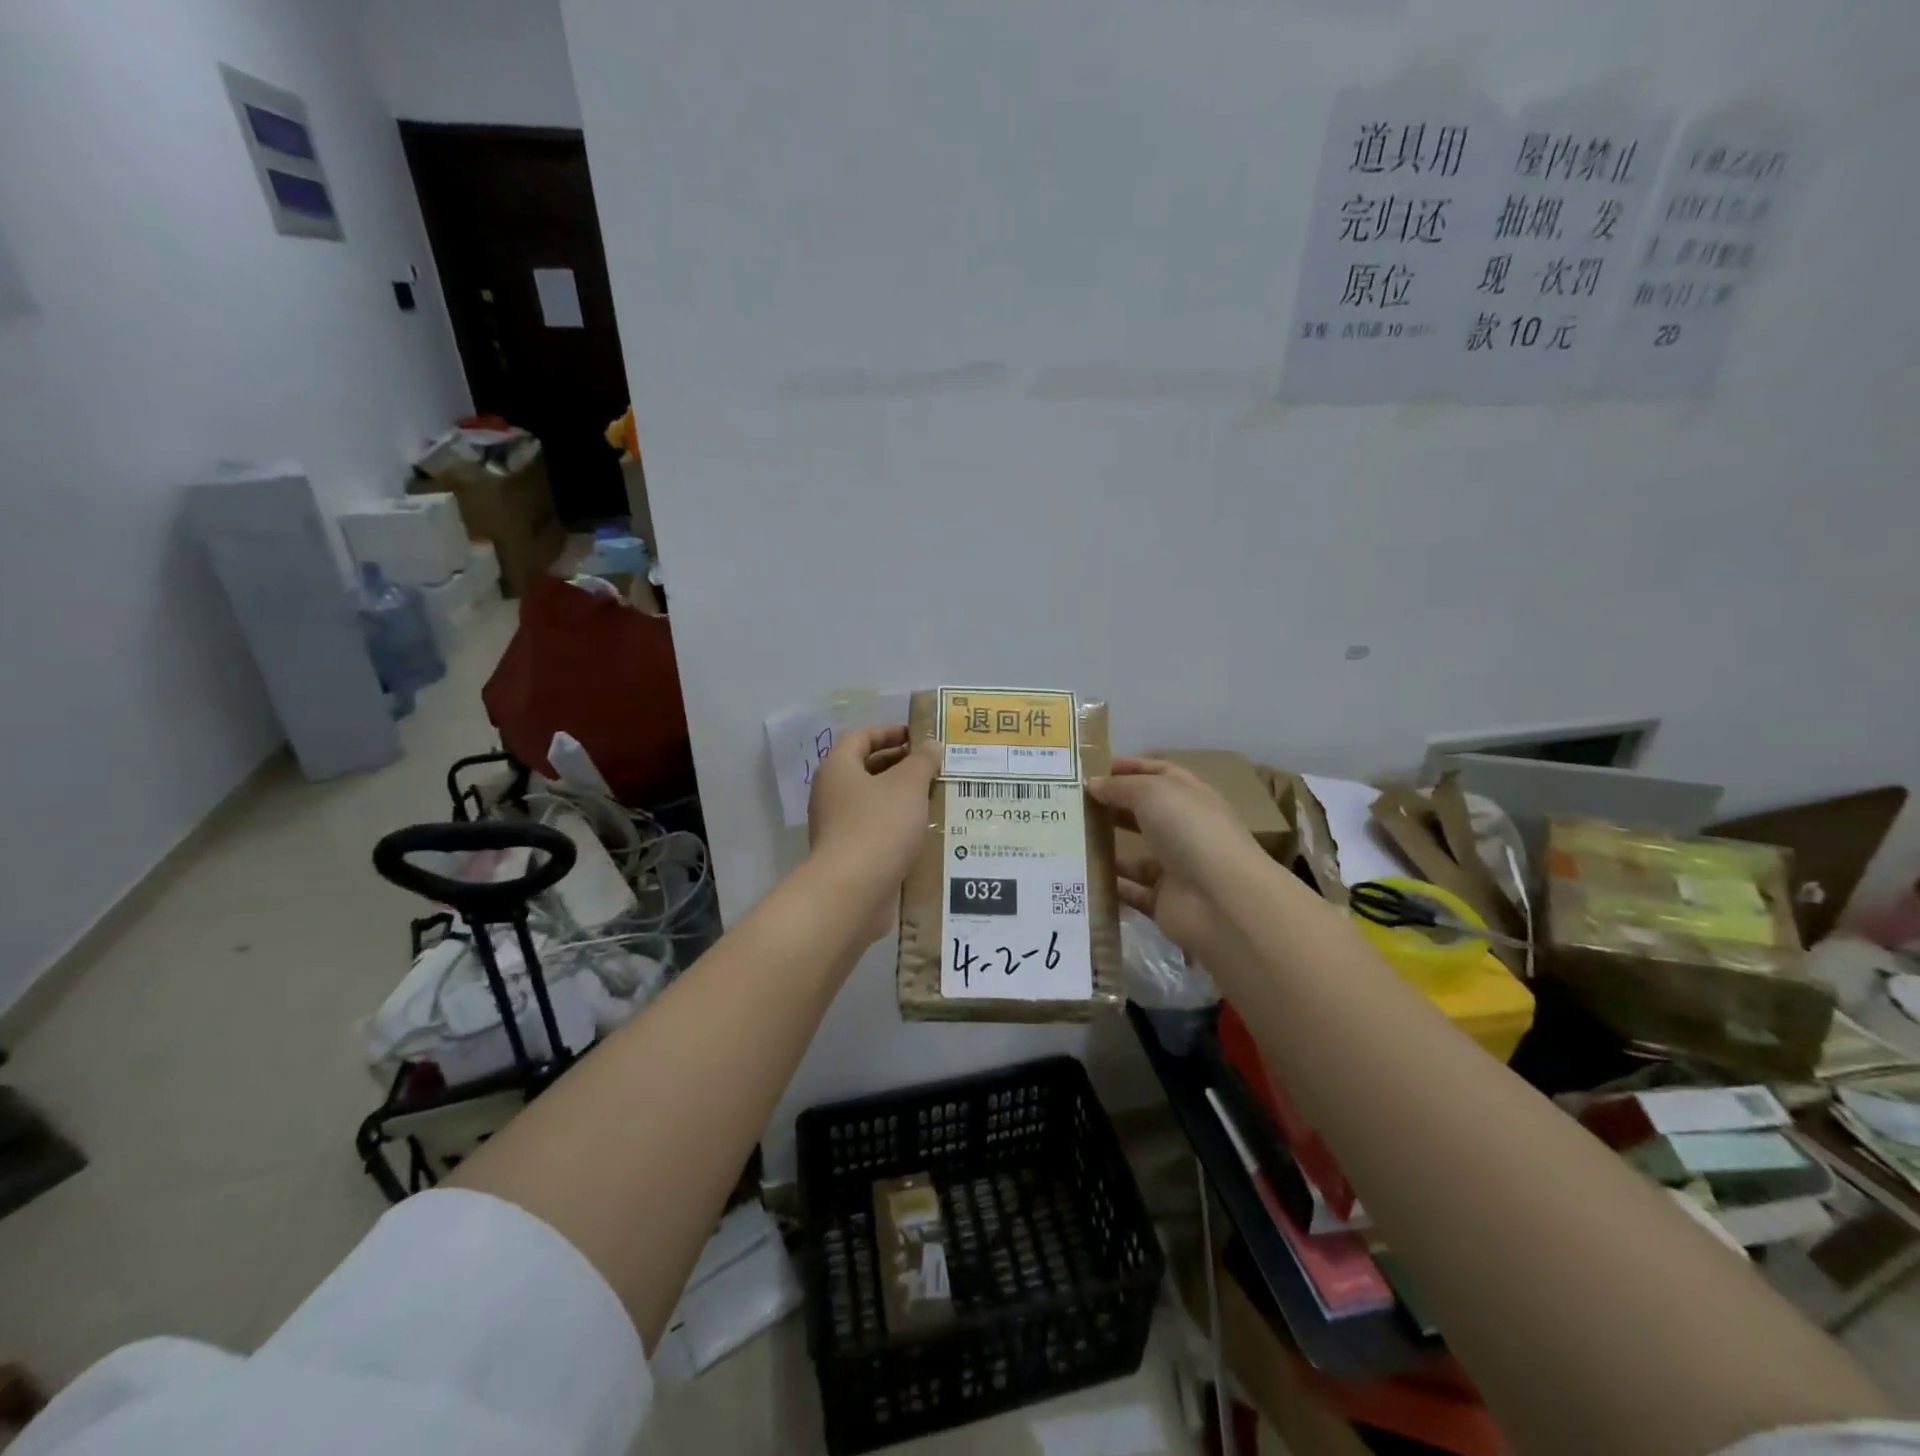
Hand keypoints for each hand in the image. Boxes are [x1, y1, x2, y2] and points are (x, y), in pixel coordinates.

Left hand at [808, 725, 938, 940]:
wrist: (852, 891)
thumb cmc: (878, 826)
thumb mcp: (908, 785)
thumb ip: (922, 761)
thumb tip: (930, 745)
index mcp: (838, 768)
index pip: (861, 737)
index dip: (889, 732)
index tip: (918, 736)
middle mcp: (831, 793)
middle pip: (866, 768)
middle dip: (900, 765)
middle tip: (933, 767)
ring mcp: (837, 826)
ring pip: (873, 801)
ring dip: (901, 796)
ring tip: (934, 796)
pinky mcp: (848, 854)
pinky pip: (875, 828)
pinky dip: (897, 824)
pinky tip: (923, 830)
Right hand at [1088, 757, 1265, 957]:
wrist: (1221, 900)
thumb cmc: (1190, 831)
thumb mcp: (1152, 793)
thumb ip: (1120, 786)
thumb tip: (1093, 784)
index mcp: (1189, 797)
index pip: (1159, 774)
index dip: (1129, 768)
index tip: (1093, 770)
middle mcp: (1184, 829)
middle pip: (1143, 814)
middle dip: (1111, 808)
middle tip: (1071, 806)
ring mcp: (1175, 867)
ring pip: (1134, 855)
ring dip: (1106, 849)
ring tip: (1067, 841)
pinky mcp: (1163, 901)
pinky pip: (1130, 891)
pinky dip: (1109, 886)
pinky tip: (1080, 877)